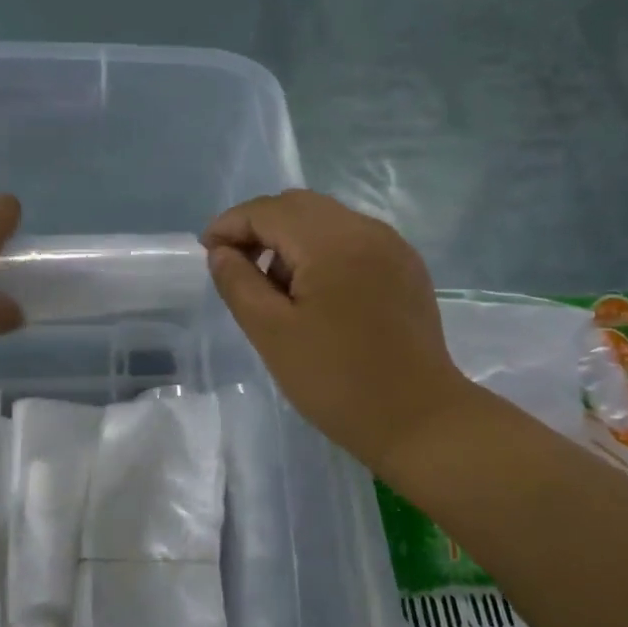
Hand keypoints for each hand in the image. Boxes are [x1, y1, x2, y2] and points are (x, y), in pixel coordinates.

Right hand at [204, 190, 476, 473]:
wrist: (419, 420)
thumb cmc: (337, 381)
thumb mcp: (272, 334)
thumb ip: (238, 283)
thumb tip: (222, 252)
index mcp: (333, 241)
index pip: (269, 210)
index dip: (230, 224)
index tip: (208, 253)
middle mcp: (367, 229)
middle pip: (299, 206)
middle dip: (260, 228)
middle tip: (238, 268)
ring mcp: (392, 246)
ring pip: (327, 220)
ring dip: (292, 240)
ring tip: (277, 289)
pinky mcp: (406, 267)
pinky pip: (353, 240)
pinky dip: (323, 252)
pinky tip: (317, 294)